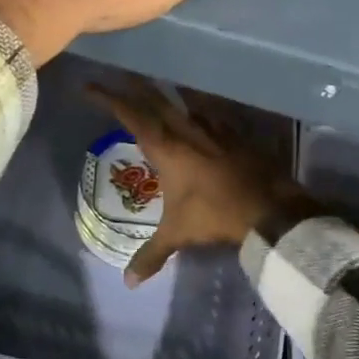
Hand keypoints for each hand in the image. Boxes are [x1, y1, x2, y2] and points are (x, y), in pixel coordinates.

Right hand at [86, 78, 318, 286]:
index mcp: (165, 146)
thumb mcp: (178, 234)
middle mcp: (185, 129)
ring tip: (154, 87)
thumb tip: (129, 282)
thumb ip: (152, 254)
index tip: (90, 87)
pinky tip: (197, 110)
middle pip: (155, 98)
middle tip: (119, 76)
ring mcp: (212, 127)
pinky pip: (208, 112)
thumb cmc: (214, 214)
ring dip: (165, 93)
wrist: (268, 207)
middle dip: (134, 86)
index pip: (130, 115)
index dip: (108, 99)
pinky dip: (197, 107)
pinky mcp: (233, 132)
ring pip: (182, 101)